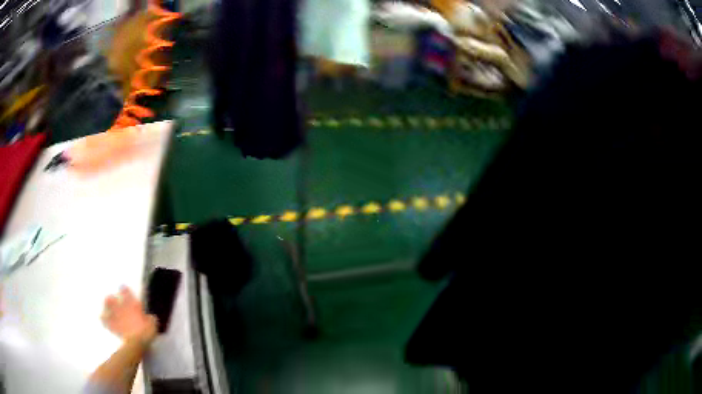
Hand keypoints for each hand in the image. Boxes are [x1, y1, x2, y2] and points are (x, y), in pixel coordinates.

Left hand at [101, 286, 156, 344]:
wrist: (136, 342)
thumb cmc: (146, 332)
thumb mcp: (153, 325)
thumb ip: (150, 319)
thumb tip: (150, 317)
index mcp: (132, 305)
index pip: (127, 293)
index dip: (125, 290)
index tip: (123, 287)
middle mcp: (122, 308)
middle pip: (113, 299)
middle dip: (112, 298)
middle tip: (111, 297)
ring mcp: (116, 316)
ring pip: (107, 307)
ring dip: (106, 305)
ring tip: (106, 305)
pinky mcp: (113, 326)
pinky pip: (105, 321)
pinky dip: (104, 319)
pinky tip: (103, 318)